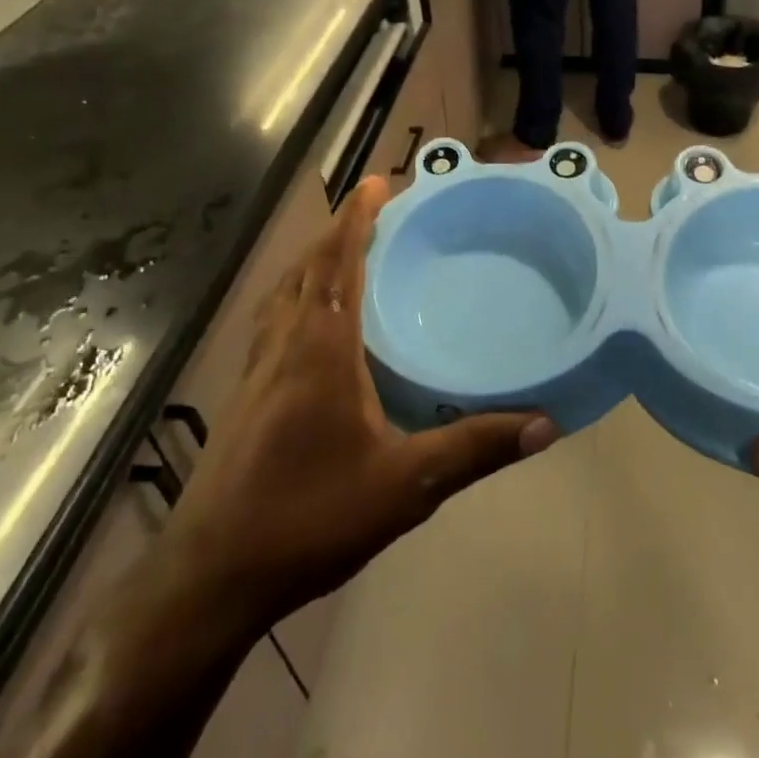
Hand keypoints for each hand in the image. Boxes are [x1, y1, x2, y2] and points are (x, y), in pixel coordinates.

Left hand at [166, 178, 559, 636]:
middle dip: (338, 231)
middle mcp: (283, 345)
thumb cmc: (309, 517)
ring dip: (314, 261)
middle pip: (308, 267)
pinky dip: (296, 297)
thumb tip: (546, 423)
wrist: (212, 575)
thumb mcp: (405, 487)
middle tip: (374, 210)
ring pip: (284, 293)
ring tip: (345, 252)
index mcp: (320, 349)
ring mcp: (255, 369)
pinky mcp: (243, 394)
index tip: (377, 182)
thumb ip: (474, 449)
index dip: (357, 218)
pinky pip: (273, 321)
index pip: (337, 262)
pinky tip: (312, 324)